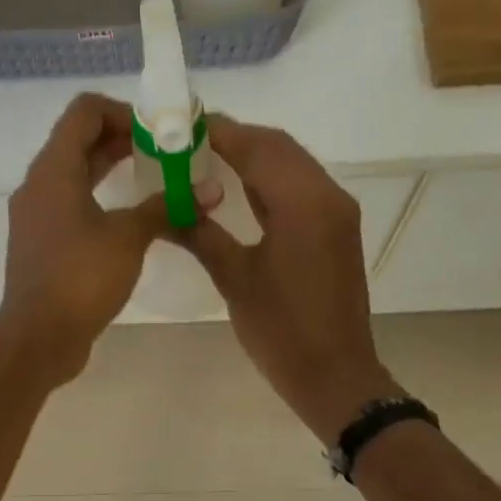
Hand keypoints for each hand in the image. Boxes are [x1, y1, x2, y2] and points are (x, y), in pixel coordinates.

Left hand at [0, 93, 167, 385]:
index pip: (84, 112)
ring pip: (75, 175)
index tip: (158, 133)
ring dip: (111, 170)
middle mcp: (38, 185)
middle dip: (123, 141)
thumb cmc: (81, 278)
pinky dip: (99, 199)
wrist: (39, 336)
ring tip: (154, 180)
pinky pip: (71, 205)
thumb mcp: (129, 238)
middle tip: (165, 153)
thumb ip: (166, 208)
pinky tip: (130, 219)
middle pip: (79, 141)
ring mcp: (36, 216)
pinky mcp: (41, 244)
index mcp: (54, 170)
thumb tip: (208, 192)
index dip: (123, 112)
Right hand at [180, 117, 400, 441]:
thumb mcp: (235, 279)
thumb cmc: (282, 331)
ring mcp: (336, 212)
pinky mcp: (337, 230)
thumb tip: (164, 207)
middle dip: (235, 138)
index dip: (218, 132)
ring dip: (253, 156)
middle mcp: (327, 195)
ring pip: (292, 165)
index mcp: (303, 203)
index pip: (257, 147)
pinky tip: (238, 190)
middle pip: (278, 147)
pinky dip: (269, 181)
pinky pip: (301, 188)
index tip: (180, 125)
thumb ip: (200, 234)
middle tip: (188, 143)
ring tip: (205, 159)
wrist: (335, 375)